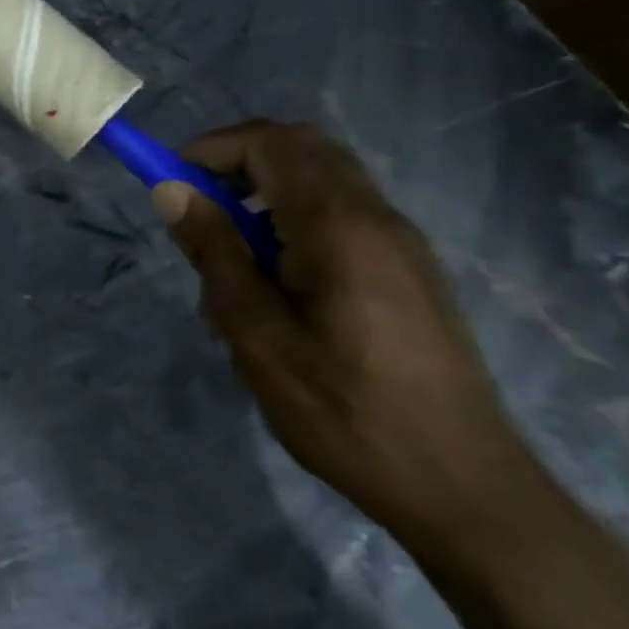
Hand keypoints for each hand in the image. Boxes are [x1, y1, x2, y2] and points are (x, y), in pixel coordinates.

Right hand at [153, 120, 547, 543]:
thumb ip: (214, 252)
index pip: (269, 143)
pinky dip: (293, 221)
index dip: (210, 149)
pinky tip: (274, 287)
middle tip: (195, 209)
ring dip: (263, 194)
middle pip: (300, 149)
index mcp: (339, 226)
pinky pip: (341, 216)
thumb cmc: (342, 410)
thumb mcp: (256, 334)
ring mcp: (400, 242)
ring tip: (229, 260)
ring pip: (320, 181)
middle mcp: (377, 217)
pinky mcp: (408, 270)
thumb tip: (171, 191)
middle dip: (237, 162)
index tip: (168, 184)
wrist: (459, 485)